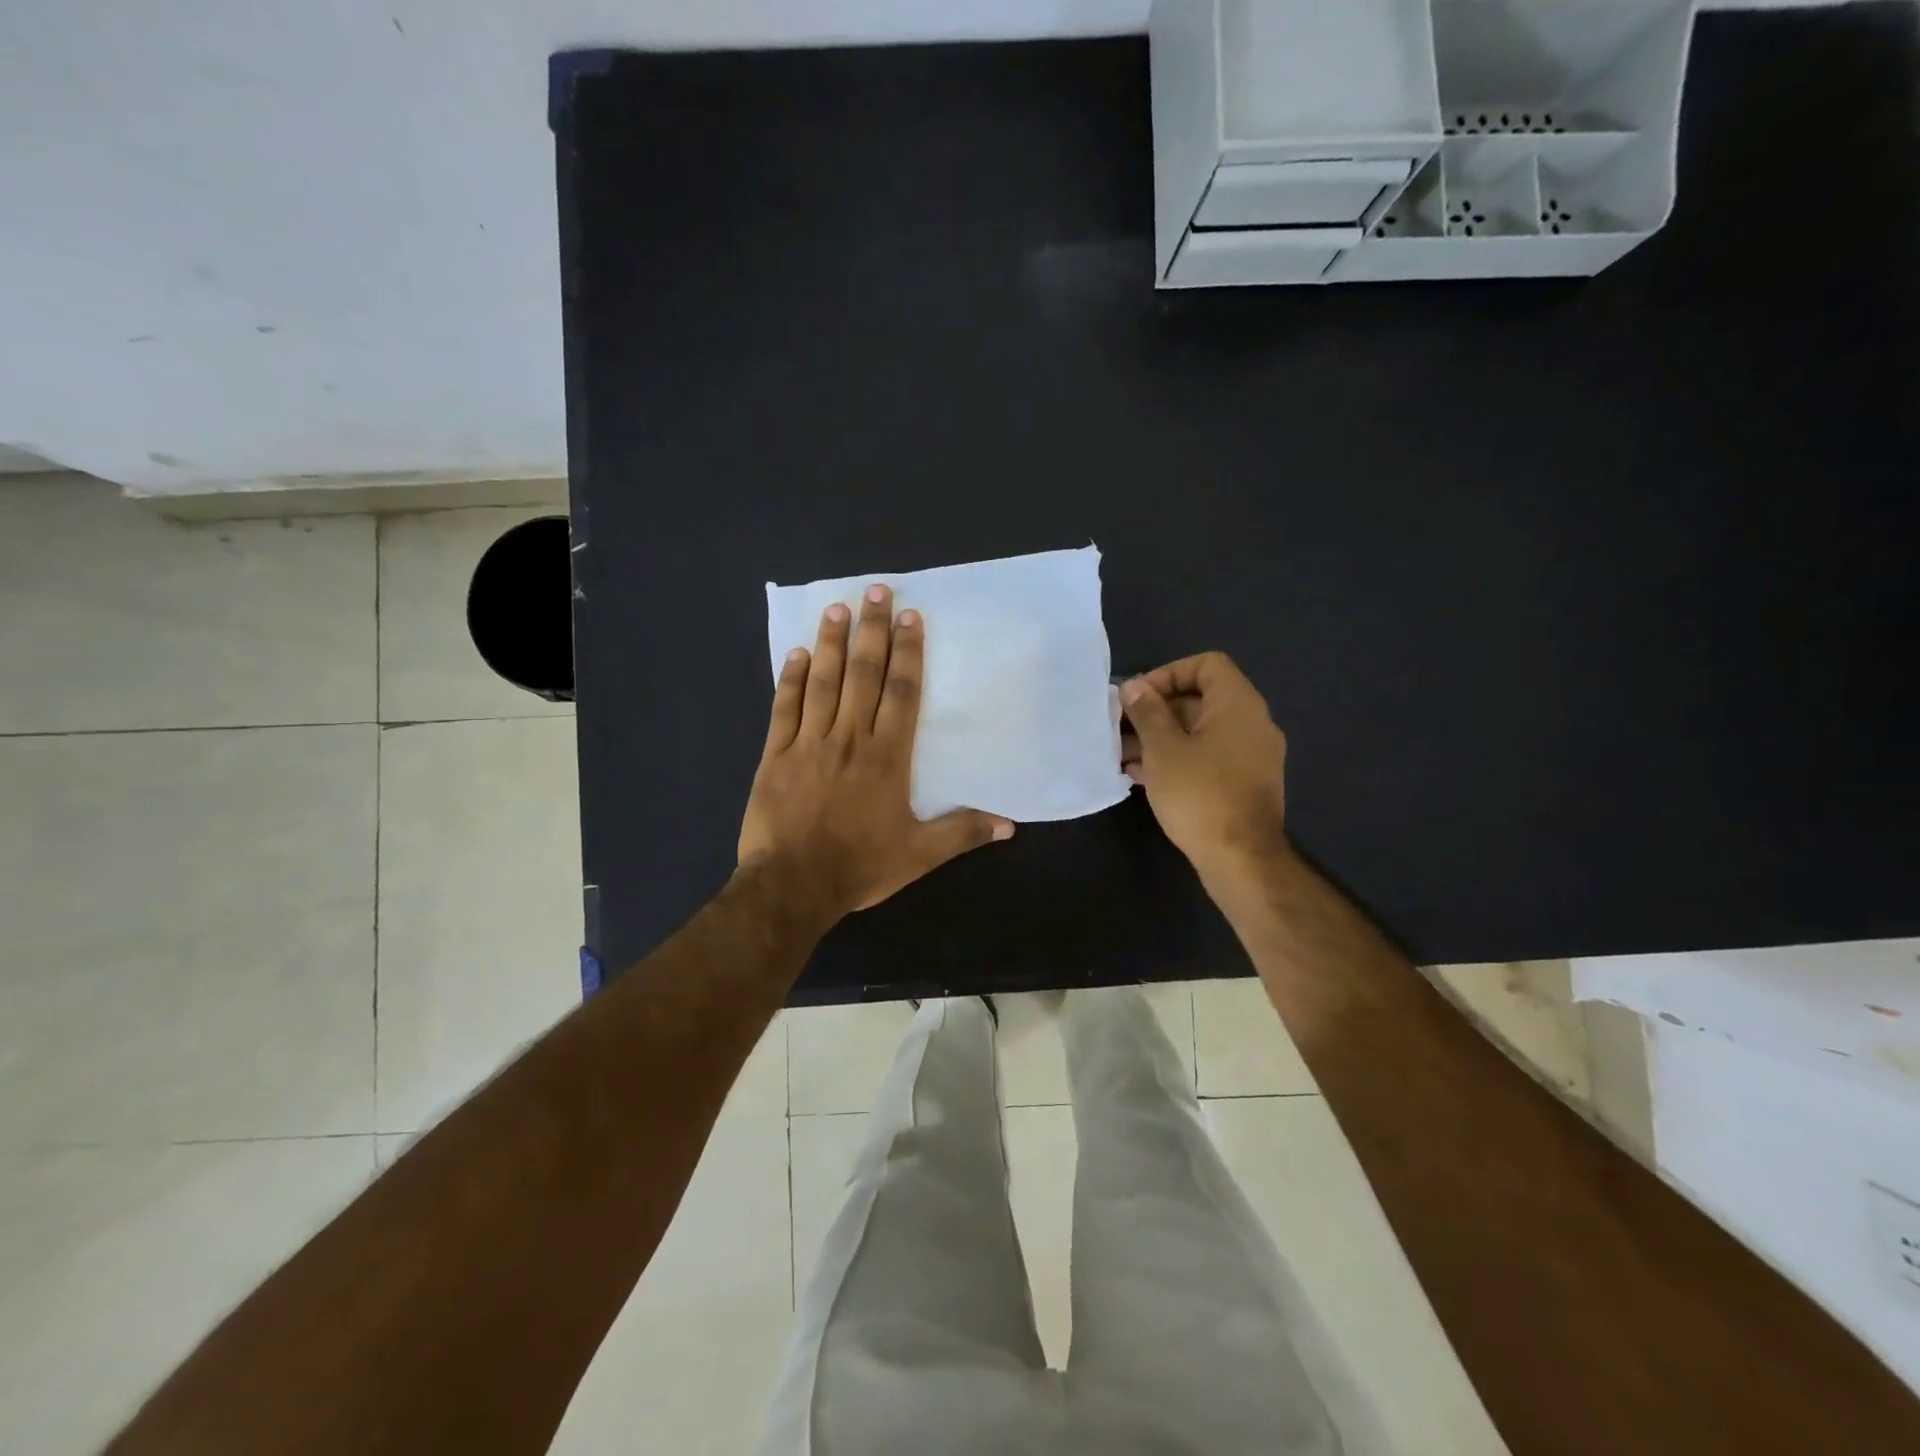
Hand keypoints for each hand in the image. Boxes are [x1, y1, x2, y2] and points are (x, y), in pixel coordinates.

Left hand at [739, 583, 1013, 923]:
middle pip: (863, 675)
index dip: (908, 652)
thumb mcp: (919, 855)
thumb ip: (962, 833)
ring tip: (836, 608)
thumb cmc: (859, 866)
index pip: (901, 693)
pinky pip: (784, 709)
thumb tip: (1010, 824)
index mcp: (887, 757)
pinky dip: (790, 680)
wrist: (792, 886)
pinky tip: (795, 654)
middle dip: (871, 631)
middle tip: (875, 591)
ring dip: (830, 644)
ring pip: (822, 682)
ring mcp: (809, 743)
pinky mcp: (776, 755)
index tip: (910, 617)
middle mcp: (850, 738)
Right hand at [1120, 652, 1289, 882]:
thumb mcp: (1163, 749)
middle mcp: (1251, 724)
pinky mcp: (1242, 784)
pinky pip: (1207, 758)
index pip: (1207, 665)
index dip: (1169, 673)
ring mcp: (1250, 756)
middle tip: (1121, 727)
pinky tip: (1141, 776)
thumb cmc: (1200, 794)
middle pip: (1200, 699)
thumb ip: (1148, 712)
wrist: (1241, 859)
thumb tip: (1134, 687)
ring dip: (1161, 738)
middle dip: (1157, 710)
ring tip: (1121, 754)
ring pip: (1200, 733)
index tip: (1139, 698)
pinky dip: (1177, 759)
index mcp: (1238, 705)